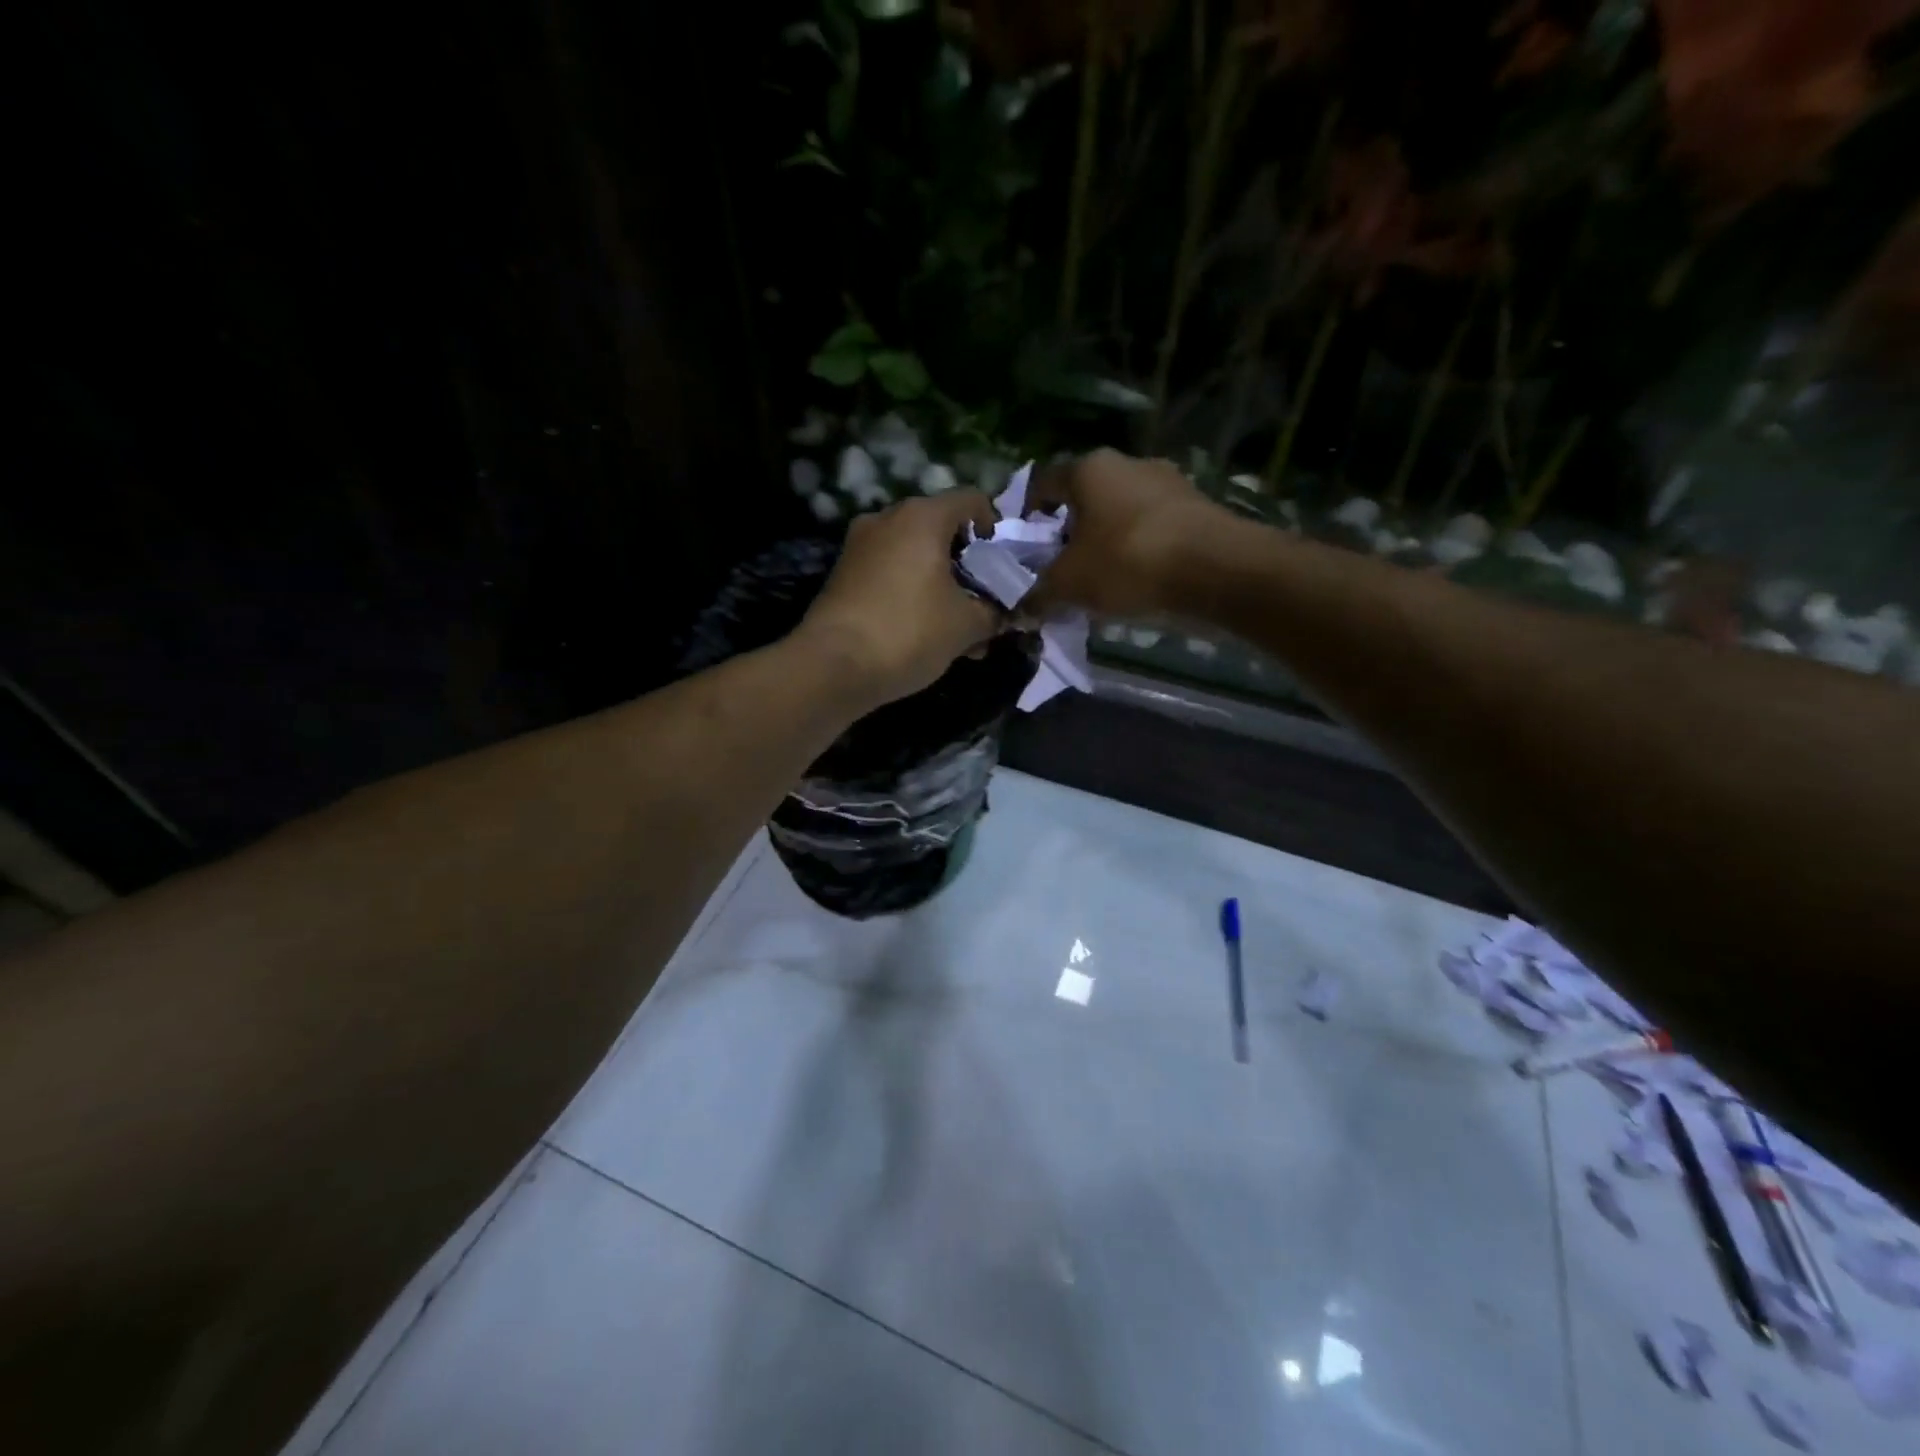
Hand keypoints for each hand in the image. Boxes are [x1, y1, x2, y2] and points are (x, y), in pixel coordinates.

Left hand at [797, 490, 1004, 709]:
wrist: (833, 666)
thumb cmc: (909, 632)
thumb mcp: (966, 625)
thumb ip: (993, 612)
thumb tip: (1002, 613)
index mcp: (922, 517)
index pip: (971, 500)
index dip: (994, 529)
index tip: (1001, 566)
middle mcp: (887, 519)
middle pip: (941, 529)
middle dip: (968, 567)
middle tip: (983, 603)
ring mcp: (860, 546)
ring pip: (915, 557)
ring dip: (941, 586)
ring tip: (959, 630)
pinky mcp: (843, 575)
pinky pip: (891, 574)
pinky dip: (913, 594)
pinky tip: (925, 634)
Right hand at [1025, 449, 1228, 617]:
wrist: (1217, 570)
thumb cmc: (1127, 562)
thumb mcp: (1069, 585)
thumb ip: (1039, 594)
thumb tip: (1021, 609)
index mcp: (1090, 469)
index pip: (1045, 482)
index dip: (1029, 513)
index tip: (1027, 545)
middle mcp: (1129, 463)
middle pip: (1086, 497)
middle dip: (1071, 531)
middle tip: (1062, 567)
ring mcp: (1169, 483)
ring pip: (1123, 512)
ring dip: (1108, 541)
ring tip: (1102, 580)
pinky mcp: (1199, 508)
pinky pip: (1155, 528)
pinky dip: (1141, 549)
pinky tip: (1140, 581)